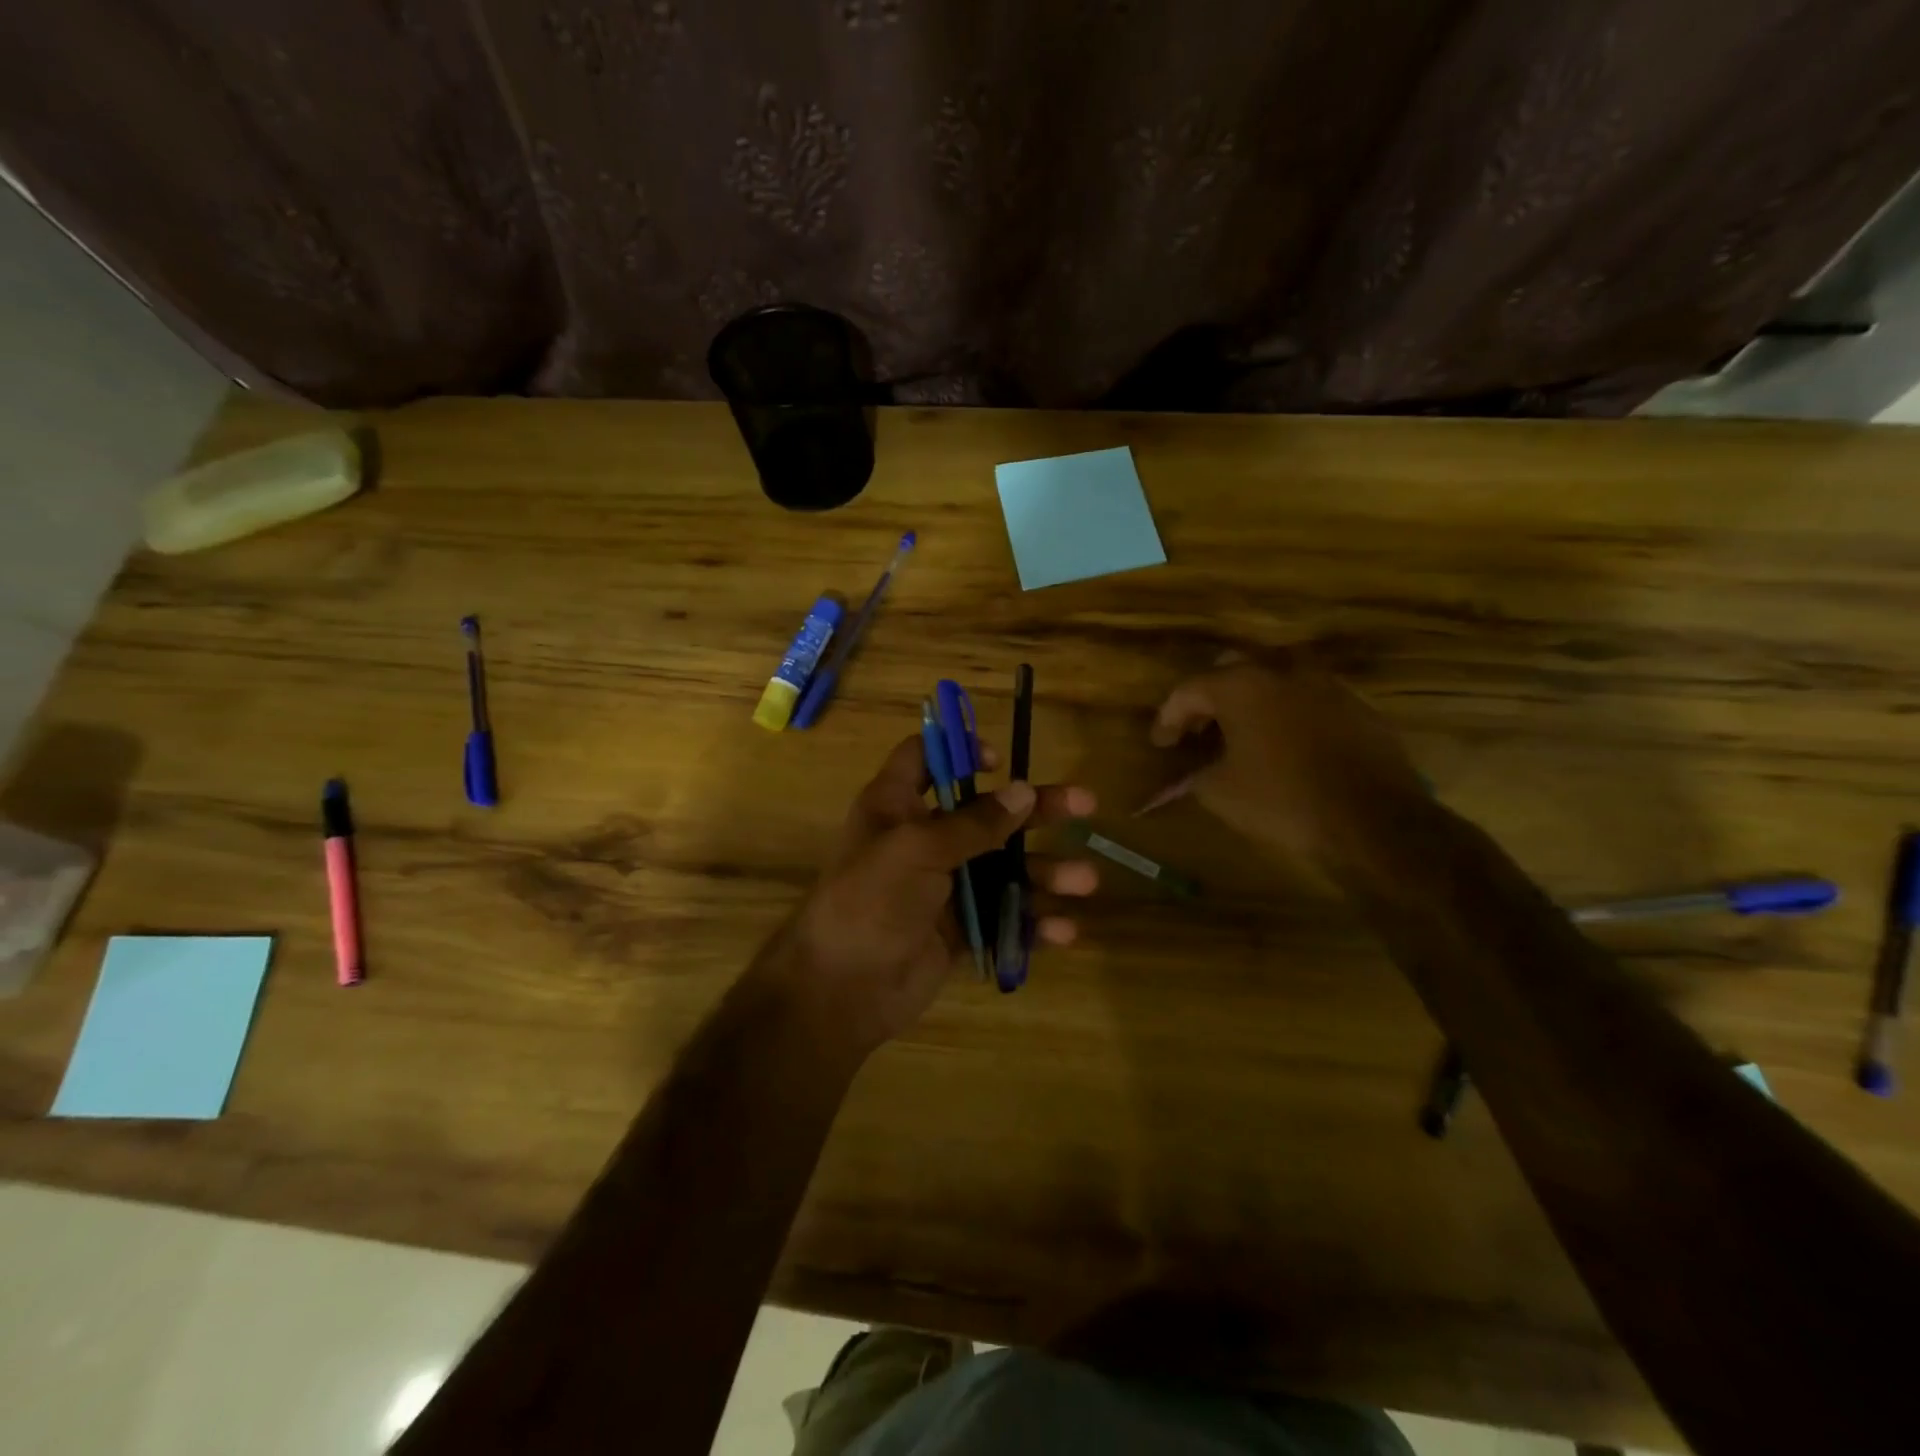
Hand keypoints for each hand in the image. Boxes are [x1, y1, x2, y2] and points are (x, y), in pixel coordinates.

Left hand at [757, 735, 1097, 1056]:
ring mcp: (944, 887)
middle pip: (988, 813)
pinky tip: (1064, 930)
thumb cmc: (870, 901)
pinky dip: (1033, 922)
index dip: (959, 751)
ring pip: (1006, 869)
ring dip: (1046, 873)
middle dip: (1037, 811)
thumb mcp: (916, 849)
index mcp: (897, 807)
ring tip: (1086, 881)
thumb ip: (973, 823)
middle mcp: (923, 840)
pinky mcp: (960, 930)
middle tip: (1086, 805)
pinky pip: (1005, 917)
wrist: (841, 990)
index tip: (1001, 761)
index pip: (924, 760)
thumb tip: (1024, 792)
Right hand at [1148, 652, 1426, 874]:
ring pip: (1273, 681)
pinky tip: (1283, 746)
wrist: (1373, 819)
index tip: (1159, 744)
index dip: (1167, 717)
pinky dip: (1285, 715)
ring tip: (1239, 736)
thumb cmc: (1282, 800)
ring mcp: (1324, 684)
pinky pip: (1306, 700)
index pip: (1189, 690)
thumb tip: (1189, 774)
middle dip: (1208, 700)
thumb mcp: (1219, 793)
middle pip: (1231, 672)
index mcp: (1241, 686)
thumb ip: (1194, 774)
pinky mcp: (1356, 705)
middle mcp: (1282, 671)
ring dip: (1249, 703)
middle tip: (1197, 731)